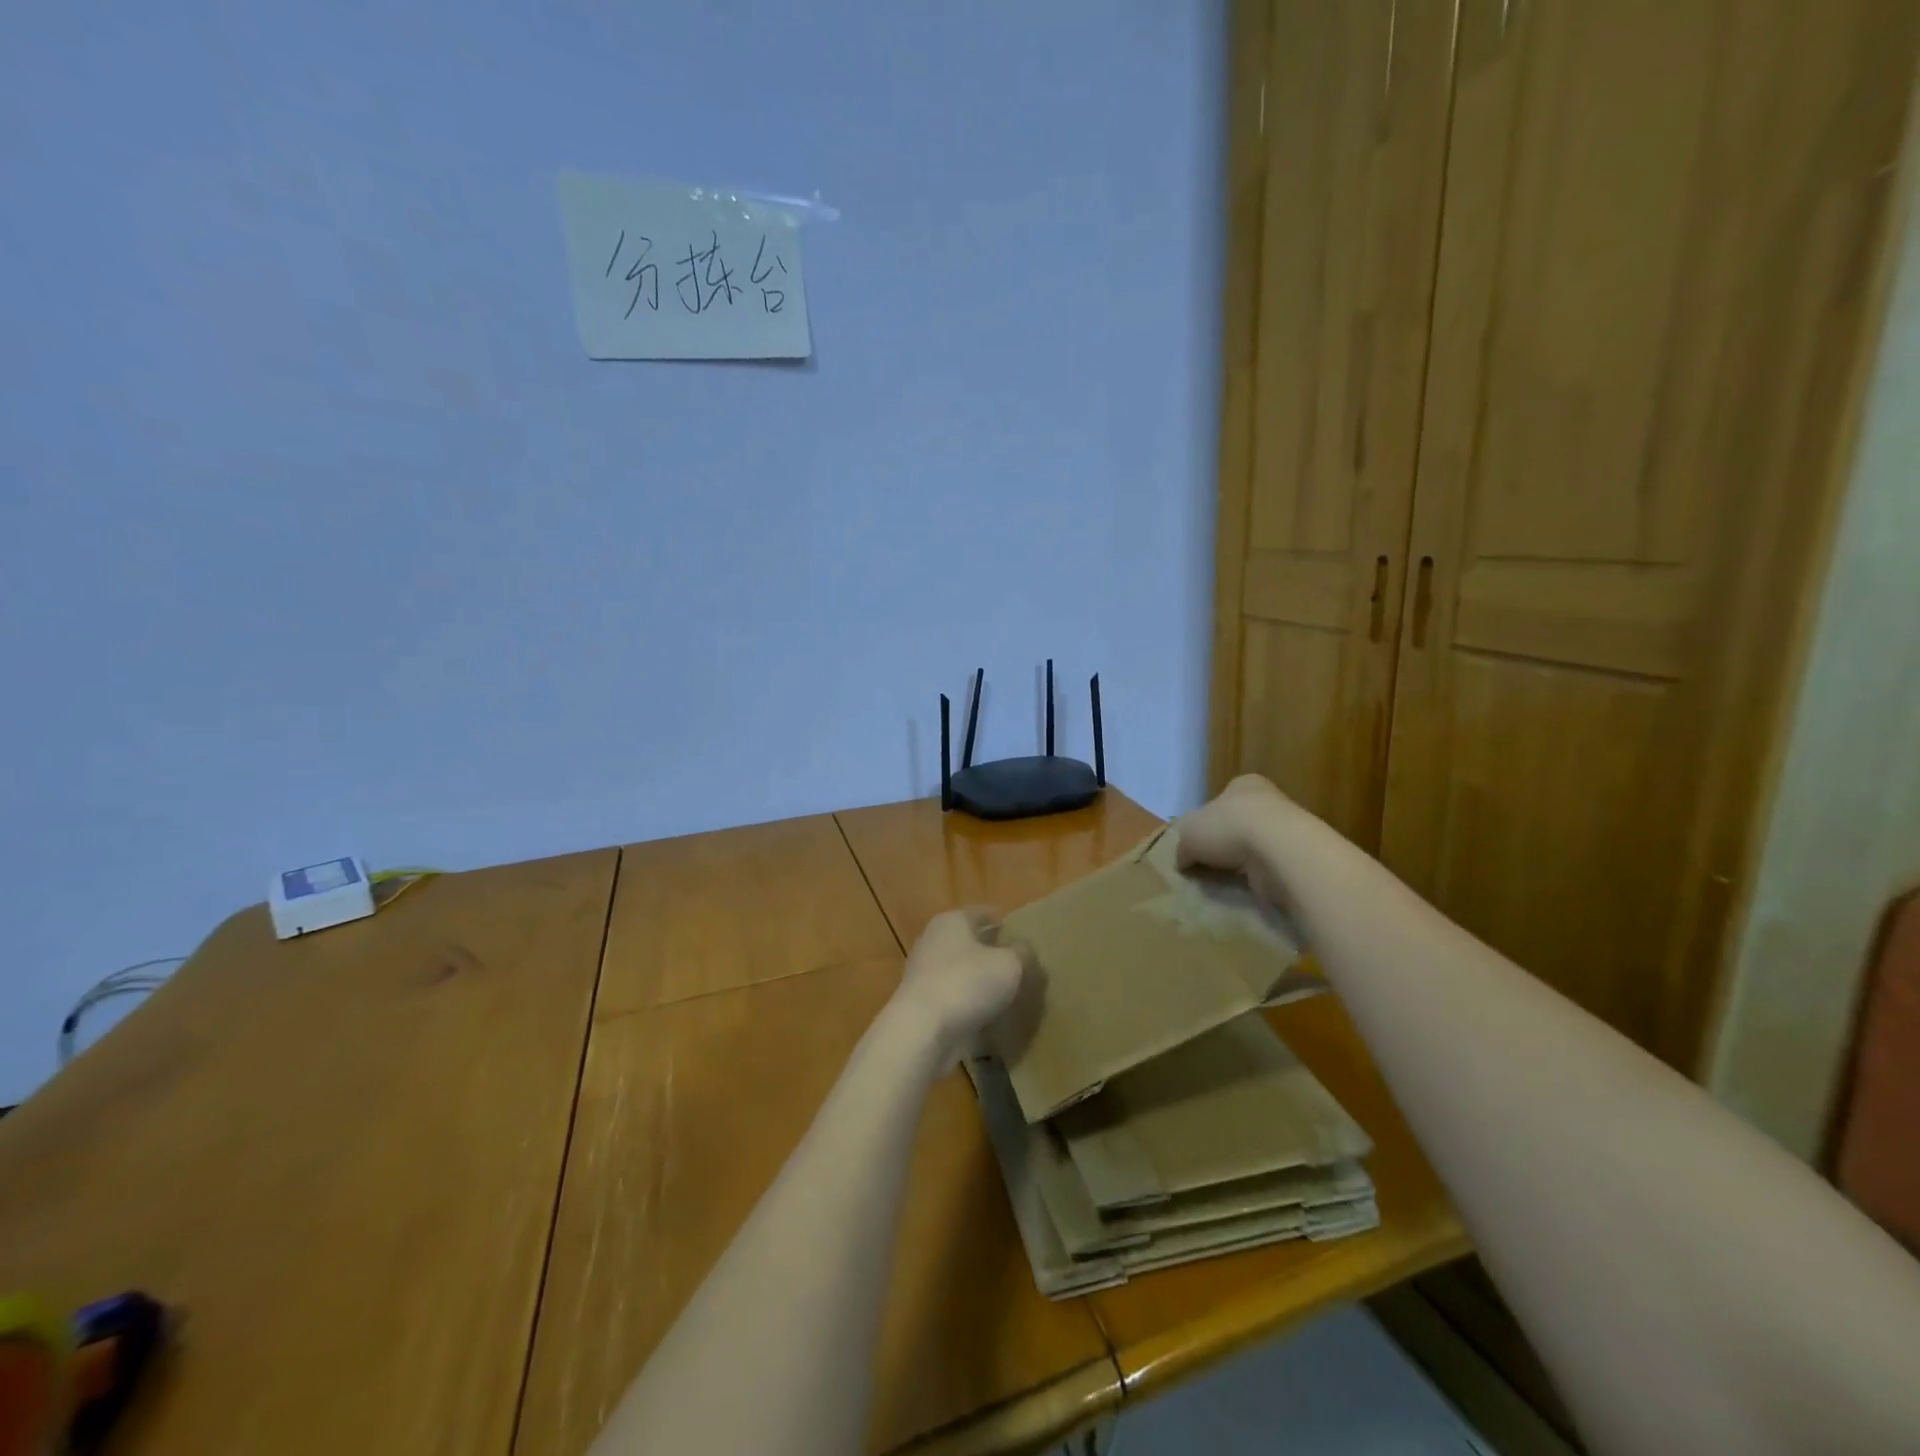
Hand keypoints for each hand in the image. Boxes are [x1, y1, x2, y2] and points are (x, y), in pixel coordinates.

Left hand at [891, 908, 1028, 1065]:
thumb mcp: (1010, 964)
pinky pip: (956, 1000)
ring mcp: (925, 975)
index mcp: (951, 921)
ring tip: (1012, 995)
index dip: (1004, 922)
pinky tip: (992, 1018)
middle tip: (1023, 967)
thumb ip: (1022, 953)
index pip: (982, 913)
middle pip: (970, 943)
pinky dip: (972, 1007)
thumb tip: (1024, 950)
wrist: (923, 1031)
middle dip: (994, 954)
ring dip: (982, 983)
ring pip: (963, 973)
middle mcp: (933, 942)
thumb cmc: (967, 983)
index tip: (1025, 936)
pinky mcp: (924, 1006)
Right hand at [1175, 773, 1300, 906]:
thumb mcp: (1189, 833)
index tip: (1197, 841)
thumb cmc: (1228, 827)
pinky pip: (1269, 867)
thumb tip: (1183, 860)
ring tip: (1222, 880)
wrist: (1279, 851)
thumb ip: (1183, 846)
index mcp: (1243, 784)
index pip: (1221, 799)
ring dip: (1242, 862)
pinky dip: (1257, 876)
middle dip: (1224, 843)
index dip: (1206, 820)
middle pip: (1239, 823)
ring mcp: (1287, 829)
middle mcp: (1269, 801)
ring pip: (1255, 846)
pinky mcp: (1297, 857)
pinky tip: (1244, 887)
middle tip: (1207, 864)